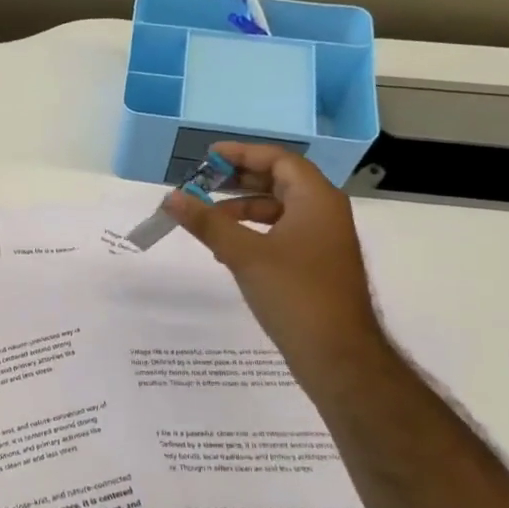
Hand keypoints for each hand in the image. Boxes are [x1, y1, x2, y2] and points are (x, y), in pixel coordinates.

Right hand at [162, 144, 384, 373]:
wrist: (337, 354)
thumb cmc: (294, 294)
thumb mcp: (244, 254)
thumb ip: (207, 222)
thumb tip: (171, 197)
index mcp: (316, 200)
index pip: (279, 160)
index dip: (243, 153)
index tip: (209, 156)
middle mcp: (324, 212)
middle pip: (279, 182)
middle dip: (239, 180)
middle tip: (203, 183)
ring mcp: (322, 240)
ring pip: (279, 209)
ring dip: (243, 208)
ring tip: (207, 218)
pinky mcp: (316, 264)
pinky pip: (282, 233)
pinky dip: (254, 231)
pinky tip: (227, 249)